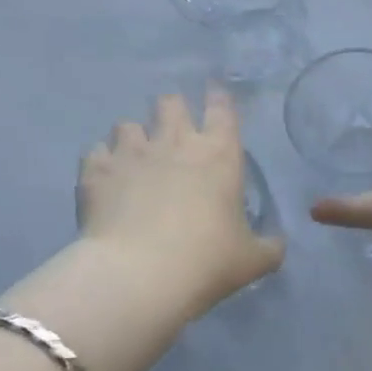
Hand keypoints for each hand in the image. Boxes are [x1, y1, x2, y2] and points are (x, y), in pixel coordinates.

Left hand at [0, 89, 283, 370]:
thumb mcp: (252, 260)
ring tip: (134, 158)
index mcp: (218, 154)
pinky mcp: (97, 172)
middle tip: (173, 132)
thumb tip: (276, 244)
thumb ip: (269, 247)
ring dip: (133, 137)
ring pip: (127, 124)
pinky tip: (104, 179)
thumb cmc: (206, 260)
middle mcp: (175, 142)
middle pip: (170, 103)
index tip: (214, 94)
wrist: (139, 276)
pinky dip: (101, 162)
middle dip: (172, 111)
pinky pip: (95, 153)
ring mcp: (131, 153)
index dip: (218, 97)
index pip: (222, 108)